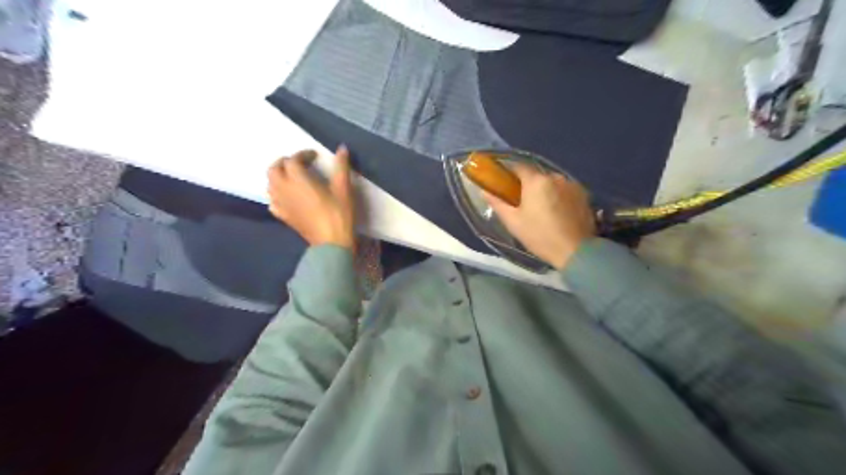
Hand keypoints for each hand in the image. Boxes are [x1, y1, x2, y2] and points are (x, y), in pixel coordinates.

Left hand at [264, 147, 353, 252]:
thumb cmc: (339, 214)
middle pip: (274, 169)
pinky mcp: (283, 216)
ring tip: (293, 177)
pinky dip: (276, 194)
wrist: (331, 242)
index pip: (292, 160)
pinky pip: (272, 201)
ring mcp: (281, 204)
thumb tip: (341, 148)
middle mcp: (284, 189)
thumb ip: (341, 167)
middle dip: (284, 162)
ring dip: (278, 176)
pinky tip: (287, 196)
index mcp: (298, 180)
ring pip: (270, 184)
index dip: (302, 154)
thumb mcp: (343, 189)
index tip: (315, 156)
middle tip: (299, 163)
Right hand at [482, 164, 592, 270]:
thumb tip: (484, 191)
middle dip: (528, 185)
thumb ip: (497, 203)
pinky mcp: (584, 194)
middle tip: (522, 202)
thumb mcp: (513, 222)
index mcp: (536, 181)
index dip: (508, 173)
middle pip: (536, 175)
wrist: (575, 251)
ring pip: (552, 182)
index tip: (503, 183)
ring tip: (542, 210)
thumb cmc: (539, 236)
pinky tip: (557, 212)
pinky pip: (565, 190)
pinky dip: (558, 196)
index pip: (518, 167)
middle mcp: (555, 176)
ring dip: (544, 191)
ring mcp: (572, 184)